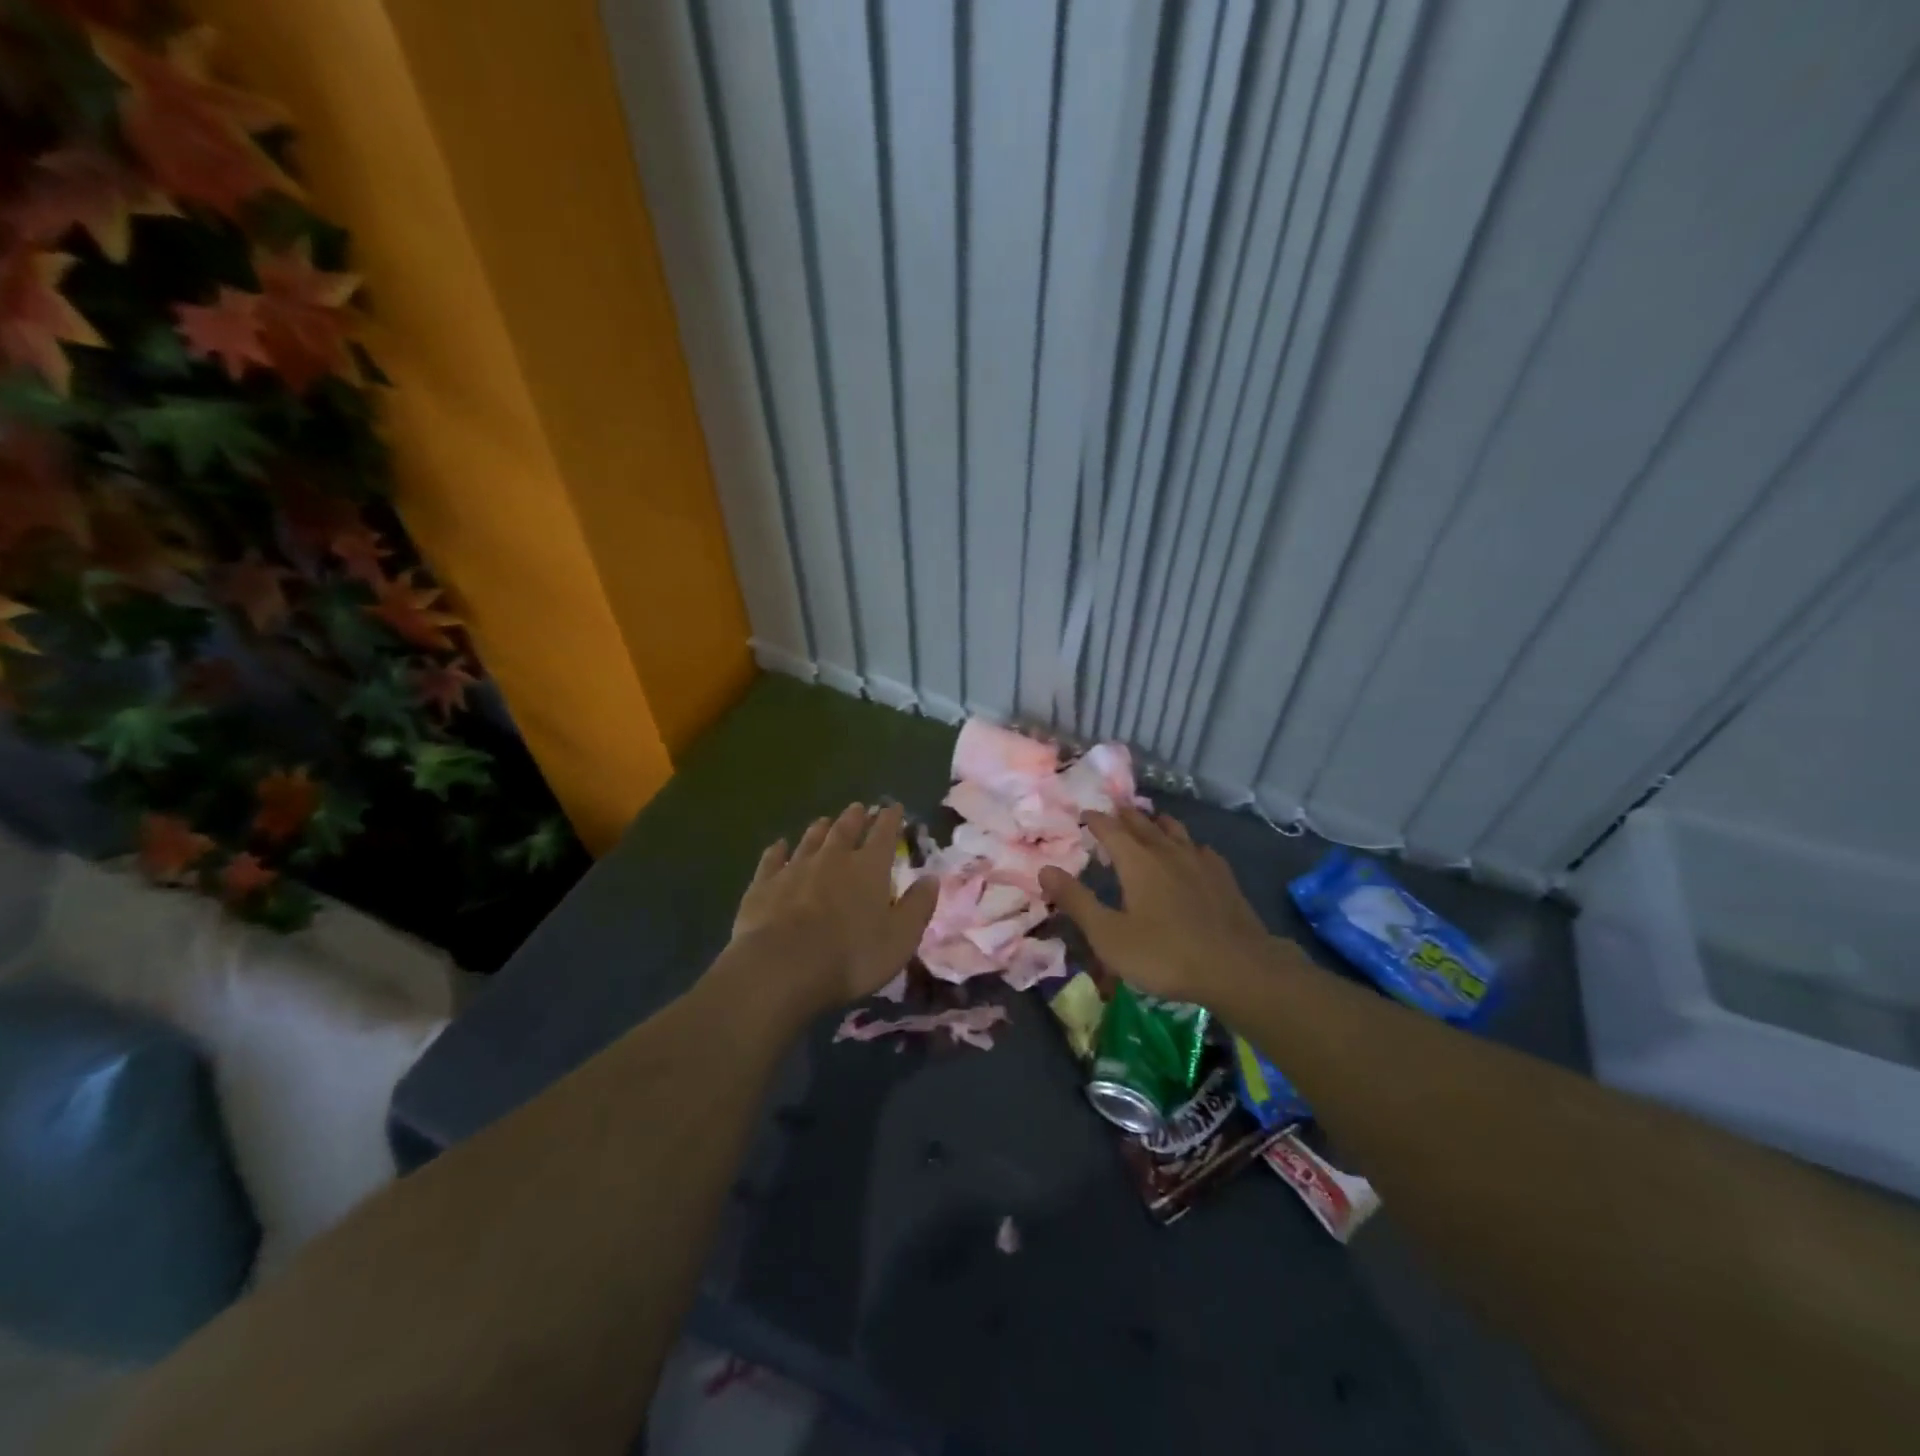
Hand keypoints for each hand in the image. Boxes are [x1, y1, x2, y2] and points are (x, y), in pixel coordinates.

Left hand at [727, 802, 937, 1013]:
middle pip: (845, 830)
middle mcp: (832, 858)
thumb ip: (917, 906)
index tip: (894, 807)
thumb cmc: (851, 956)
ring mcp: (795, 868)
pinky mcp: (764, 885)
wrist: (782, 967)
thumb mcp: (900, 938)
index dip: (891, 819)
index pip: (884, 834)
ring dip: (820, 829)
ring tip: (825, 821)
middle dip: (855, 818)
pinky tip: (779, 845)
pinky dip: (778, 850)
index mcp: (869, 868)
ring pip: (810, 840)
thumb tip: (932, 878)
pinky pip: (773, 859)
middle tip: (859, 808)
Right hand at [1040, 808, 1275, 1005]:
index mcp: (1137, 862)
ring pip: (1174, 831)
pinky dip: (1188, 844)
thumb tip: (1044, 870)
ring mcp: (1199, 862)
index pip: (1110, 829)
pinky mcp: (1223, 878)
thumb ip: (1077, 901)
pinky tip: (1193, 853)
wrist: (1238, 968)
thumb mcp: (1109, 935)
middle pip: (1142, 824)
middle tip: (1114, 809)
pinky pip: (1201, 849)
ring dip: (1157, 823)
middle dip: (1125, 815)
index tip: (1086, 813)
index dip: (1096, 819)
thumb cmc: (1165, 954)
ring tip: (1150, 821)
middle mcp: (1167, 852)